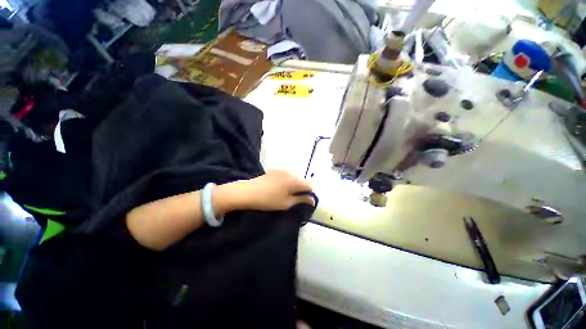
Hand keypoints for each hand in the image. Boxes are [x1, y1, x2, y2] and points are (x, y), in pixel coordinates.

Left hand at [226, 170, 313, 210]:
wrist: (249, 192)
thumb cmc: (269, 200)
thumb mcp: (287, 203)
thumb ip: (301, 200)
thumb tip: (313, 200)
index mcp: (295, 181)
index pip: (310, 185)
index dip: (309, 193)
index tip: (303, 200)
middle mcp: (291, 173)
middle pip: (302, 180)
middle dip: (301, 188)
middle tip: (294, 198)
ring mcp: (283, 170)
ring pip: (294, 177)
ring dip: (294, 184)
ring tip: (285, 192)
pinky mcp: (276, 170)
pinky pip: (287, 175)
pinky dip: (287, 180)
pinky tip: (278, 187)